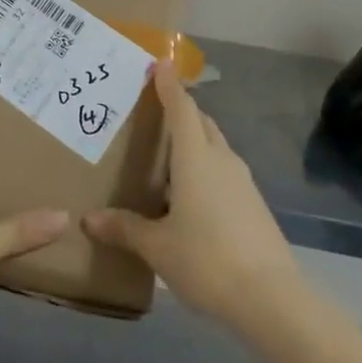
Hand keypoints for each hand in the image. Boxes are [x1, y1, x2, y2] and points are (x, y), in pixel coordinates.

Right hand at [83, 60, 303, 331]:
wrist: (272, 299)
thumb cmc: (207, 260)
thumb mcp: (158, 247)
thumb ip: (125, 228)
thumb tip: (89, 219)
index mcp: (195, 157)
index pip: (181, 108)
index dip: (169, 84)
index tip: (159, 62)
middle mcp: (220, 159)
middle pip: (201, 121)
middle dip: (181, 110)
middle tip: (156, 110)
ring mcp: (242, 180)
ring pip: (215, 145)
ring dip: (195, 139)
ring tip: (170, 154)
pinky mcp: (254, 202)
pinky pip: (225, 169)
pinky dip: (207, 166)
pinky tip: (192, 194)